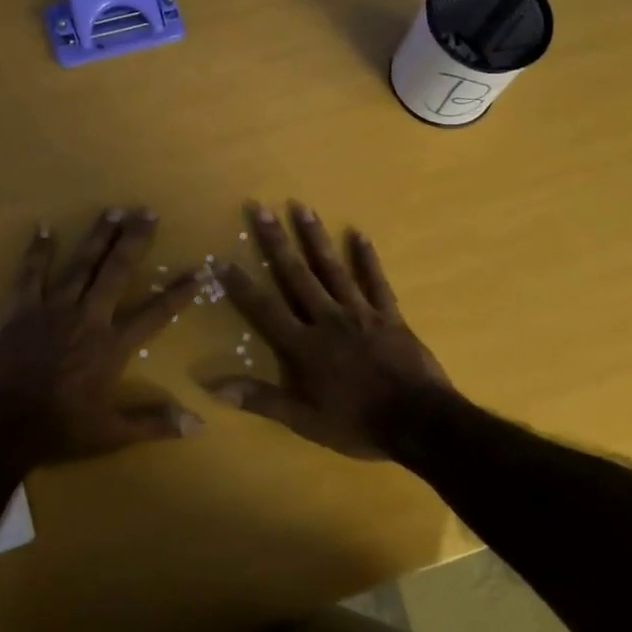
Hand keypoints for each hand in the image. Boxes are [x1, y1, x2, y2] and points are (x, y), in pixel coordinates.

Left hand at [0, 207, 200, 467]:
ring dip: (97, 236)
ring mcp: (52, 310)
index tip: (198, 271)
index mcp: (111, 346)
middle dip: (135, 240)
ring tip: (112, 210)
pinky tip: (44, 228)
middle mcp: (87, 318)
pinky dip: (38, 251)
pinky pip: (30, 275)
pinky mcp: (21, 311)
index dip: (178, 293)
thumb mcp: (111, 434)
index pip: (155, 314)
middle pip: (116, 272)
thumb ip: (155, 423)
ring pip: (79, 264)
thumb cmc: (58, 431)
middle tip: (148, 212)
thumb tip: (199, 424)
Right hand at [210, 201, 453, 458]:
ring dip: (315, 237)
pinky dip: (367, 257)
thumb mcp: (304, 420)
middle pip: (296, 275)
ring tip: (302, 207)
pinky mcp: (388, 314)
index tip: (222, 259)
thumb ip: (261, 399)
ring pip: (332, 268)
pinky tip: (359, 233)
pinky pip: (376, 280)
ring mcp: (360, 312)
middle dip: (276, 241)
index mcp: (304, 345)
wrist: (418, 421)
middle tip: (262, 208)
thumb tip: (213, 386)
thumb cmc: (357, 423)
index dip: (242, 285)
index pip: (265, 308)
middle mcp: (327, 319)